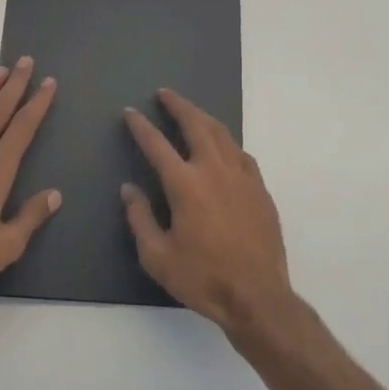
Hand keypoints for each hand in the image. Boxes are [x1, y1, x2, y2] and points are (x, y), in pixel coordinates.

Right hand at [122, 89, 294, 331]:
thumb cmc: (202, 278)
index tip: (130, 113)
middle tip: (165, 94)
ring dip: (203, 117)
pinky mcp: (259, 188)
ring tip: (191, 111)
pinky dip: (227, 142)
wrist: (257, 295)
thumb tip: (129, 189)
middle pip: (196, 124)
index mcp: (185, 184)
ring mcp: (241, 176)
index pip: (157, 145)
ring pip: (222, 133)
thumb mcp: (158, 256)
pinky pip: (241, 153)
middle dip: (178, 105)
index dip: (141, 126)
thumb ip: (140, 218)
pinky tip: (223, 146)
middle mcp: (214, 170)